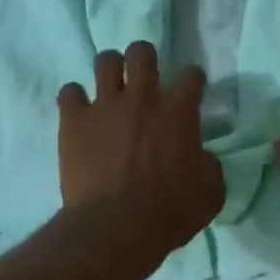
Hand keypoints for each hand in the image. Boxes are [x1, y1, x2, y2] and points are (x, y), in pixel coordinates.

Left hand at [58, 42, 224, 252]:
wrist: (117, 227)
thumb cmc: (170, 211)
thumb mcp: (210, 193)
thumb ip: (210, 167)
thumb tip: (203, 158)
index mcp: (179, 111)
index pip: (191, 75)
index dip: (192, 80)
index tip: (190, 90)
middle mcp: (142, 98)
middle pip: (142, 52)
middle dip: (143, 58)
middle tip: (143, 75)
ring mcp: (105, 106)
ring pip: (105, 61)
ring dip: (109, 69)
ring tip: (109, 84)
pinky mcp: (74, 121)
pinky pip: (69, 92)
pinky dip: (74, 99)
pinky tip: (78, 111)